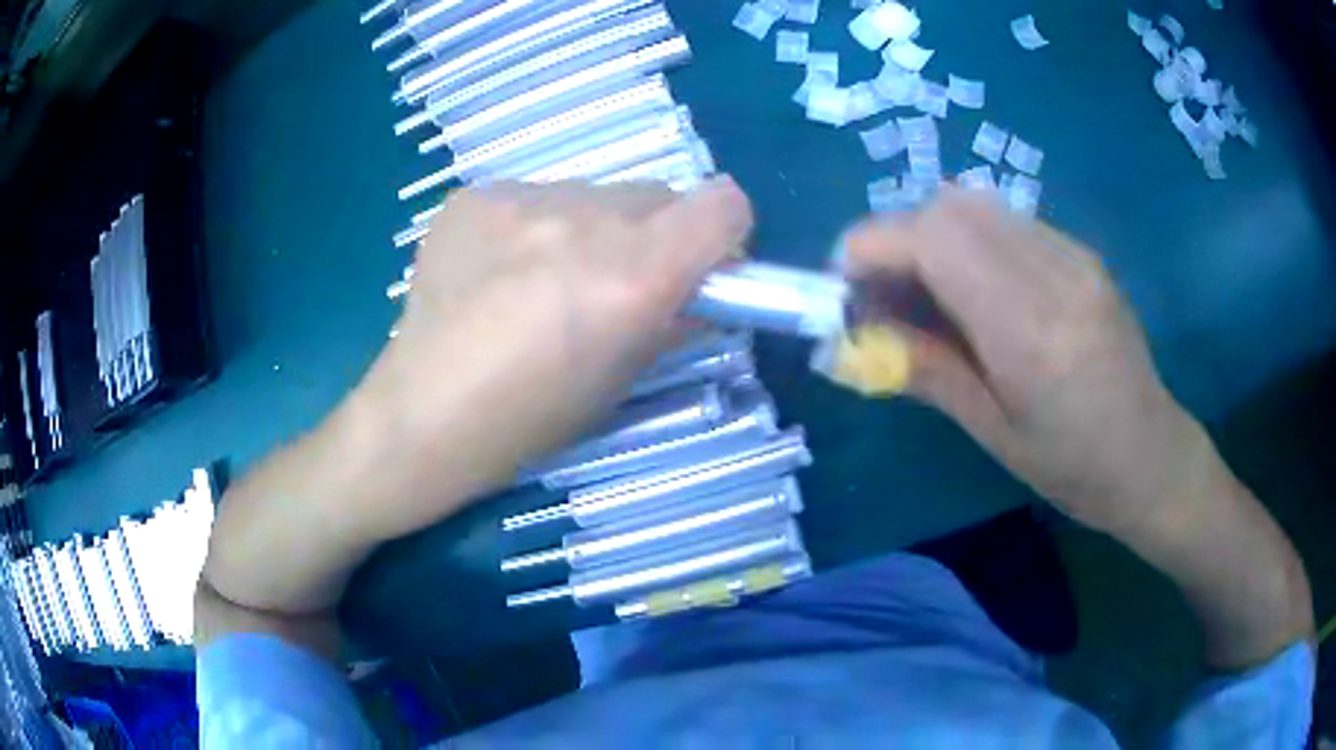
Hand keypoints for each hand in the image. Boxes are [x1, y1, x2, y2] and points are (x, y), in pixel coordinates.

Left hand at [353, 179, 751, 541]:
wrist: (420, 416)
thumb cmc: (528, 422)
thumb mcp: (622, 382)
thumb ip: (675, 320)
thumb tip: (700, 291)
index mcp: (632, 276)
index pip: (722, 204)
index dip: (723, 234)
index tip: (701, 266)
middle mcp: (583, 221)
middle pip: (658, 194)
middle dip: (655, 235)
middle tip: (615, 283)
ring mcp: (521, 199)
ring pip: (593, 193)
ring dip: (592, 228)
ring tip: (542, 281)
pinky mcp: (475, 196)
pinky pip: (534, 196)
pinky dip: (535, 227)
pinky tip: (496, 273)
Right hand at [844, 189, 1208, 536]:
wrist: (1152, 455)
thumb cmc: (1074, 467)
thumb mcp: (993, 432)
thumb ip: (925, 370)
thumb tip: (855, 337)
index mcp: (1033, 333)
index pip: (937, 240)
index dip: (875, 245)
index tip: (842, 281)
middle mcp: (1056, 274)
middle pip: (951, 207)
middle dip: (897, 237)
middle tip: (882, 292)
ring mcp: (1074, 254)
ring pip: (976, 205)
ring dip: (931, 234)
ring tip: (924, 290)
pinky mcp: (1081, 251)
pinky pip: (1006, 221)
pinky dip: (969, 239)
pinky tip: (974, 287)